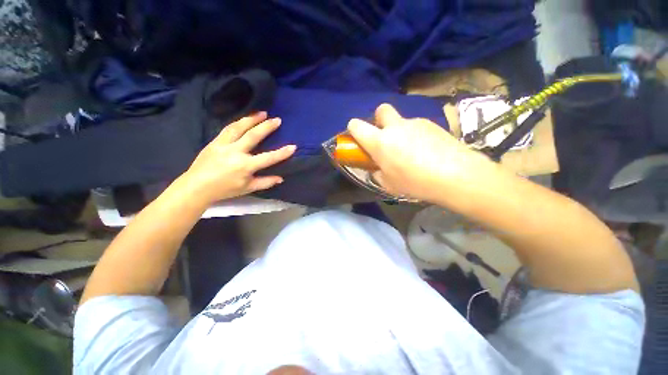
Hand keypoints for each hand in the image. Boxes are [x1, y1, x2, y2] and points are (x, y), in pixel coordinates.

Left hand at [183, 112, 295, 204]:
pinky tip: (245, 119)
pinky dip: (238, 122)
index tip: (293, 146)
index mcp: (245, 166)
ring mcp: (223, 145)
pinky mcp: (215, 141)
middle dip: (267, 126)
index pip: (268, 158)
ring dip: (252, 118)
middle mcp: (235, 152)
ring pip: (239, 127)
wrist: (196, 186)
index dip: (282, 153)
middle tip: (277, 119)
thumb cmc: (224, 189)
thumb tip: (280, 178)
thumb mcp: (248, 188)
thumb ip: (265, 182)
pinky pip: (228, 128)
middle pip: (253, 136)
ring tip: (262, 113)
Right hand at [347, 104, 492, 201]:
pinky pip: (417, 127)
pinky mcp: (433, 124)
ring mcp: (415, 123)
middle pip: (381, 110)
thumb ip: (377, 173)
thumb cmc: (415, 182)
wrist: (456, 175)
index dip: (353, 129)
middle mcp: (395, 127)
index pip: (357, 125)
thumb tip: (377, 168)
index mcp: (380, 141)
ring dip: (400, 132)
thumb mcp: (388, 184)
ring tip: (412, 152)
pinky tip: (427, 151)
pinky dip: (416, 135)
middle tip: (385, 137)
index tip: (358, 137)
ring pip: (401, 121)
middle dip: (379, 119)